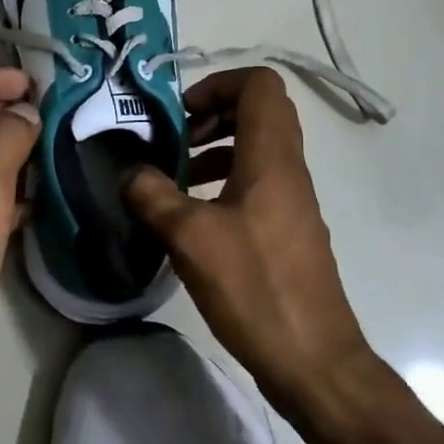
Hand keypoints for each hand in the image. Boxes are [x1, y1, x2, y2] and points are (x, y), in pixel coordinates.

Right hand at [125, 68, 374, 414]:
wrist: (314, 359)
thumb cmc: (255, 287)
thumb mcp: (190, 238)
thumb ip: (153, 195)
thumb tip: (130, 173)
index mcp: (271, 156)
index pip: (259, 84)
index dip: (218, 83)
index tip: (182, 113)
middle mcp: (288, 168)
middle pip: (259, 111)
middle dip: (213, 114)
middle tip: (176, 139)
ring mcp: (292, 200)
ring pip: (257, 148)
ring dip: (216, 149)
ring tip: (176, 177)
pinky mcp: (288, 229)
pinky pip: (257, 182)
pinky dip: (225, 181)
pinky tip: (194, 215)